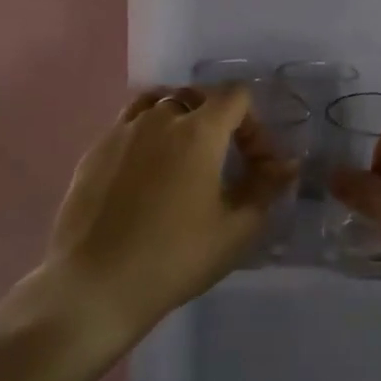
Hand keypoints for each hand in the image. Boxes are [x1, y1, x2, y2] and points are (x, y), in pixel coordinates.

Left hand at [44, 84, 296, 338]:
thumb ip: (266, 187)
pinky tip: (147, 173)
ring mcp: (122, 131)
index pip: (236, 96)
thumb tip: (286, 164)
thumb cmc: (175, 257)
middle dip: (220, 118)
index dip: (254, 124)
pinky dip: (148, 134)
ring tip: (184, 156)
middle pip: (198, 94)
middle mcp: (159, 118)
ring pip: (159, 102)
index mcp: (199, 130)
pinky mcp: (95, 150)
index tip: (256, 163)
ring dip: (180, 119)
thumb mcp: (236, 229)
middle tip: (224, 159)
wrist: (94, 285)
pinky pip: (129, 124)